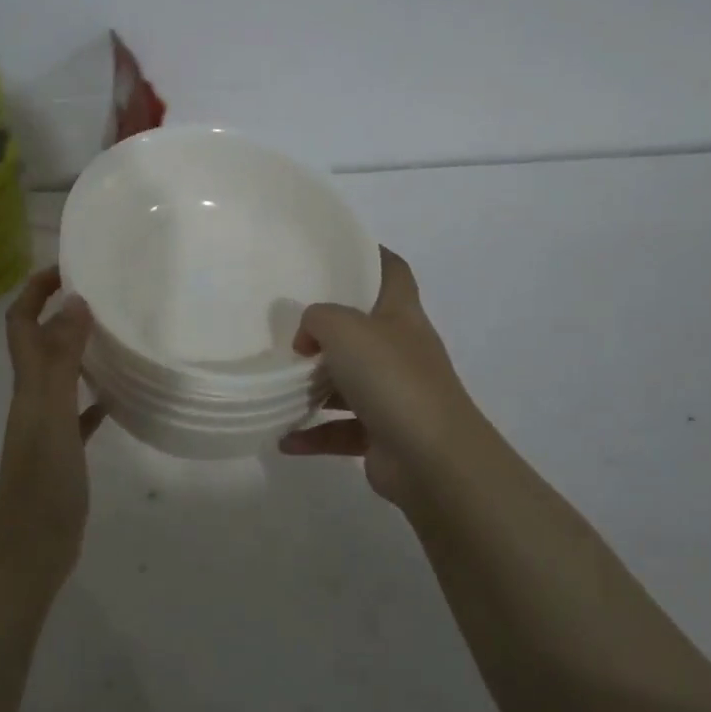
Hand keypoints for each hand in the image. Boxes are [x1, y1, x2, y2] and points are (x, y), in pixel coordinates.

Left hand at [0, 266, 106, 582]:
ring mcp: (48, 426)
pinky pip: (80, 414)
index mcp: (28, 383)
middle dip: (61, 313)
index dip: (34, 290)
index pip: (21, 322)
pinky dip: (95, 398)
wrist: (29, 546)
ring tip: (116, 334)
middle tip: (102, 294)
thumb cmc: (41, 477)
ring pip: (62, 375)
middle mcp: (34, 397)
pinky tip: (119, 396)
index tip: (67, 268)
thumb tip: (74, 301)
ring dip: (80, 351)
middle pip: (41, 343)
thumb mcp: (52, 411)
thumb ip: (61, 358)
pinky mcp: (64, 452)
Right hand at [279, 247, 483, 509]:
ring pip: (349, 382)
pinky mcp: (383, 436)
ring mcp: (395, 395)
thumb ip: (317, 319)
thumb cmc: (392, 378)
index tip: (337, 252)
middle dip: (328, 328)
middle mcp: (401, 352)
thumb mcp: (345, 329)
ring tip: (278, 383)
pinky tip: (284, 439)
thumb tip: (307, 339)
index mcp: (401, 317)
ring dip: (315, 386)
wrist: (432, 459)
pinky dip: (314, 434)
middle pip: (364, 330)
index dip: (371, 256)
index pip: (393, 272)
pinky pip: (341, 430)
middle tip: (288, 324)